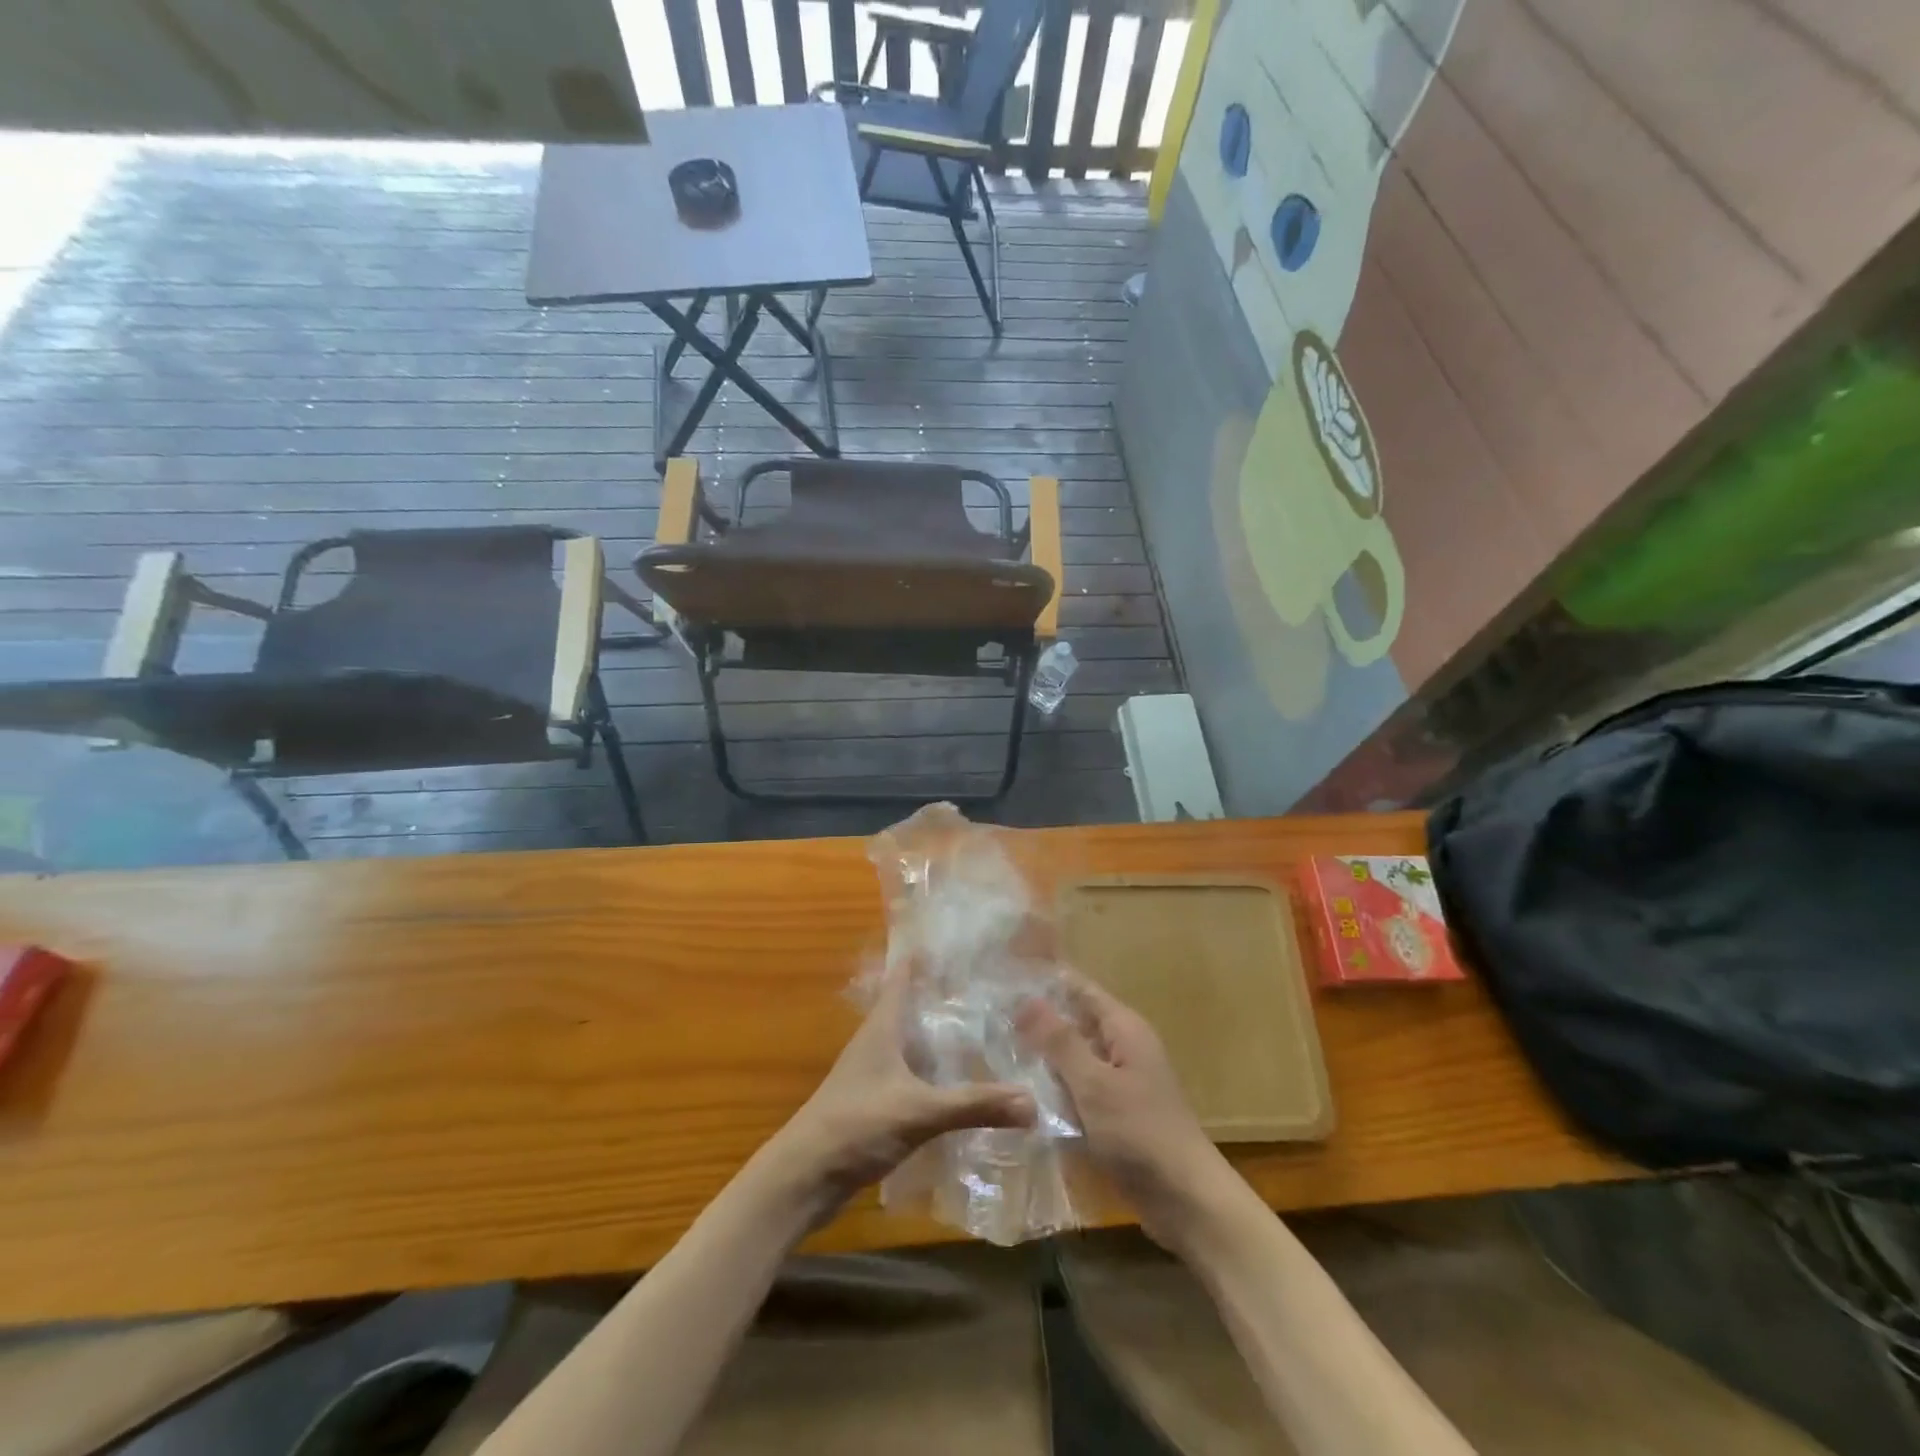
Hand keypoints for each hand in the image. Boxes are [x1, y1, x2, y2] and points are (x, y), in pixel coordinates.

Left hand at [761, 969, 1036, 1220]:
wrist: (803, 1179)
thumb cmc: (855, 1126)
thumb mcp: (919, 1111)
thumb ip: (974, 1105)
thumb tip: (1033, 1101)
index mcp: (883, 1027)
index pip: (904, 975)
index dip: (927, 955)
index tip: (960, 938)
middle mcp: (878, 1042)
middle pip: (914, 1006)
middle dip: (946, 994)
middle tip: (992, 983)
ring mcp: (876, 1074)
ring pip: (916, 1043)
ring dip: (943, 1035)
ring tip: (987, 1028)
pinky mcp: (877, 1104)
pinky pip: (915, 1076)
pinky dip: (938, 1073)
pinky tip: (964, 1084)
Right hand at [1018, 972, 1229, 1246]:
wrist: (1187, 1201)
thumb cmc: (1141, 1133)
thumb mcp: (1094, 1083)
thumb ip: (1059, 1041)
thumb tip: (1025, 998)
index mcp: (1124, 1029)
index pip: (1079, 989)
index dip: (1045, 979)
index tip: (1003, 976)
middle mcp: (1123, 1048)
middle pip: (1074, 1023)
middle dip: (1037, 1021)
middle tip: (987, 1018)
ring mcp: (1120, 1083)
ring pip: (1073, 1059)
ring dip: (1042, 1059)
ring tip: (993, 1053)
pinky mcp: (1115, 1115)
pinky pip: (1078, 1091)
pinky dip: (1055, 1091)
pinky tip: (1021, 1096)